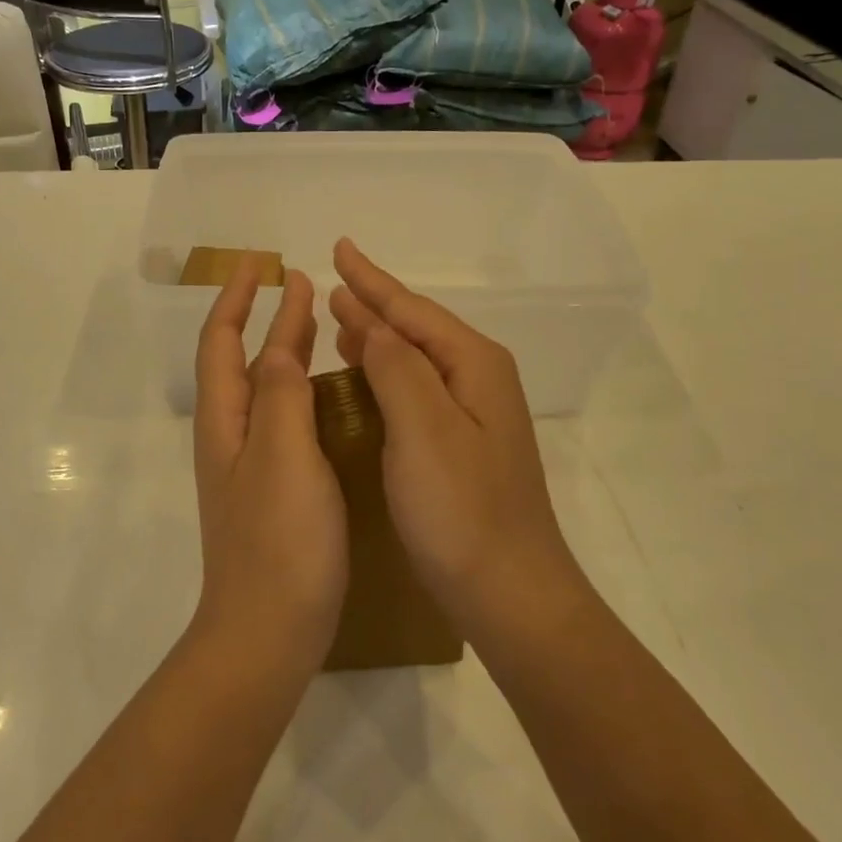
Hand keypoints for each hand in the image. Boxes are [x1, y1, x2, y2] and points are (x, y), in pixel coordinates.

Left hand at [192, 256, 347, 672]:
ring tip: (316, 323)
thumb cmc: (278, 542)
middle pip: (246, 361)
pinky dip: (304, 392)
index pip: (221, 342)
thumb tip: (279, 347)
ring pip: (268, 390)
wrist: (269, 631)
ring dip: (286, 349)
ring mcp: (253, 466)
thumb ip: (281, 397)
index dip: (236, 298)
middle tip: (300, 282)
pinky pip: (287, 422)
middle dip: (268, 318)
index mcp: (226, 421)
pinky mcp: (276, 491)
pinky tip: (331, 396)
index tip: (259, 262)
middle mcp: (233, 436)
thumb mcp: (282, 458)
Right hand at [328, 238, 586, 644]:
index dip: (371, 280)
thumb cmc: (462, 510)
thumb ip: (396, 366)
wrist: (509, 593)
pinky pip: (414, 390)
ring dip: (378, 336)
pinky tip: (363, 377)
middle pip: (416, 327)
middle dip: (374, 302)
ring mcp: (472, 415)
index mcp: (472, 365)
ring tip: (341, 317)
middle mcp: (478, 379)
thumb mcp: (423, 429)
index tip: (338, 249)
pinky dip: (384, 373)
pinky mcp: (460, 445)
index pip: (411, 309)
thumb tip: (369, 320)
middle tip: (332, 282)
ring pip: (415, 358)